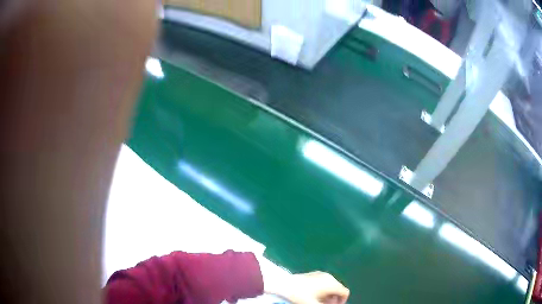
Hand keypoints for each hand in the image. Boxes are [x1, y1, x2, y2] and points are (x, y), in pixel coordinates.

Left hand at [265, 271, 349, 303]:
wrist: (284, 284)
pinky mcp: (313, 273)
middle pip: (338, 288)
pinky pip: (323, 282)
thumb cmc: (301, 295)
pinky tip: (313, 295)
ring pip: (330, 285)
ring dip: (328, 295)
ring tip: (318, 302)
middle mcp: (329, 276)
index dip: (342, 301)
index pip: (345, 292)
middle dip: (334, 299)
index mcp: (332, 283)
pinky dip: (322, 289)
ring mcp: (320, 274)